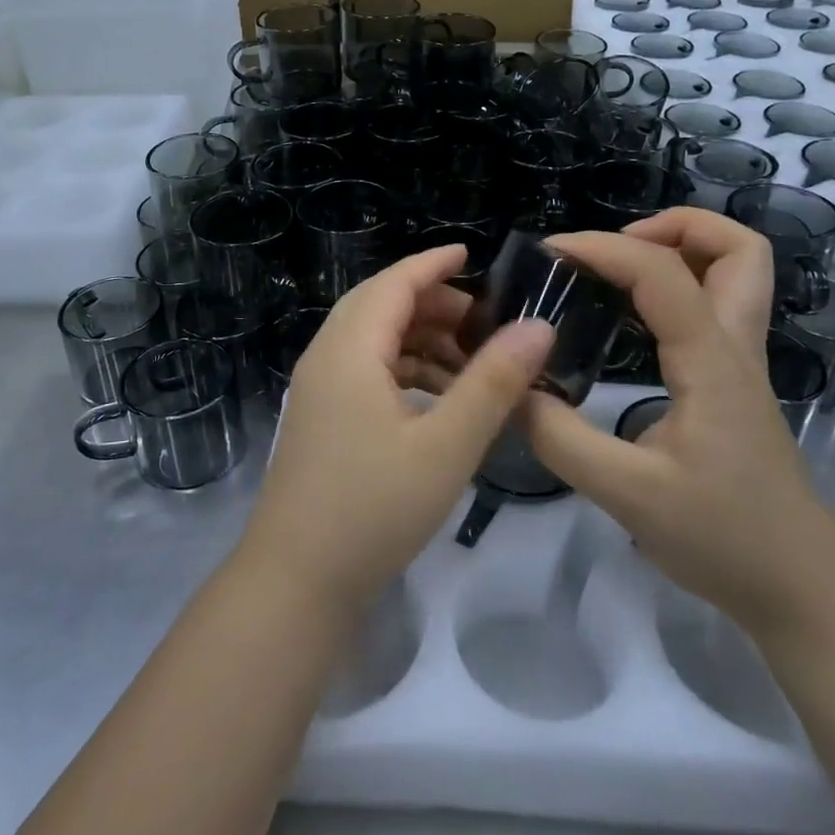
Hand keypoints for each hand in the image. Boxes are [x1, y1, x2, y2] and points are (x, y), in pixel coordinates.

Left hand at [242, 245, 555, 607]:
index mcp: (349, 349)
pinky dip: (403, 369)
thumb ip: (493, 382)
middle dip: (432, 303)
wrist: (296, 581)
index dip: (433, 263)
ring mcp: (317, 390)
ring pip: (372, 340)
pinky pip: (364, 371)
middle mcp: (326, 357)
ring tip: (471, 360)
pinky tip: (437, 398)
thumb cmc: (374, 508)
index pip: (394, 283)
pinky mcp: (320, 418)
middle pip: (380, 306)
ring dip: (419, 339)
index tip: (472, 253)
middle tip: (484, 318)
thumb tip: (538, 326)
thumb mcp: (447, 445)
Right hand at [522, 217, 834, 631]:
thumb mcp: (626, 494)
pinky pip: (716, 306)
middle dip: (676, 226)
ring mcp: (742, 363)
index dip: (603, 247)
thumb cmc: (722, 538)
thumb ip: (561, 438)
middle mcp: (735, 347)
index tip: (550, 252)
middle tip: (615, 249)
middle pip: (740, 248)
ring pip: (739, 272)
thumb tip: (513, 387)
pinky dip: (679, 286)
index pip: (662, 273)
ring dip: (683, 249)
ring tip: (619, 271)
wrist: (800, 588)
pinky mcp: (734, 383)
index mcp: (712, 362)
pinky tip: (632, 317)